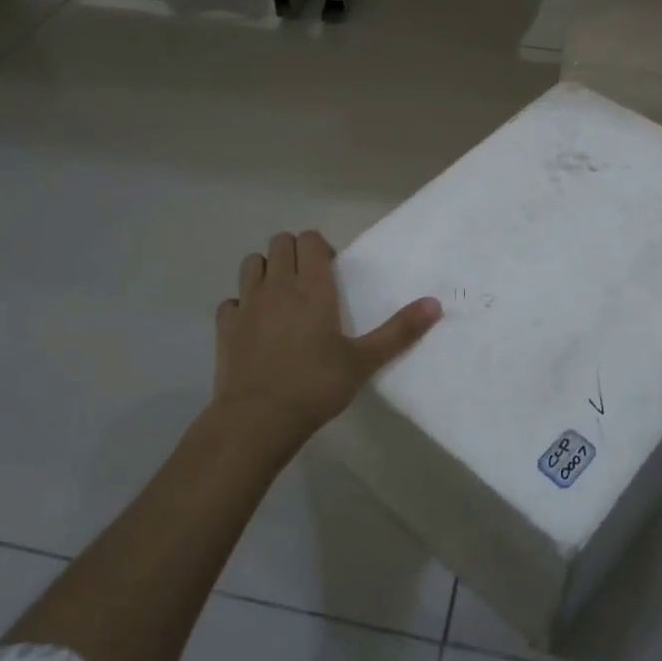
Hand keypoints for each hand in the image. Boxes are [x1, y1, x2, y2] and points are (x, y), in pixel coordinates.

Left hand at [214, 230, 440, 449]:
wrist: (258, 420)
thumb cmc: (316, 386)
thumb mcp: (364, 360)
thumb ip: (399, 331)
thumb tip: (435, 303)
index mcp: (313, 288)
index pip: (310, 240)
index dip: (320, 247)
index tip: (331, 271)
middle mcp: (278, 286)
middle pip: (280, 243)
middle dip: (295, 252)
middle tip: (309, 281)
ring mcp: (247, 304)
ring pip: (252, 263)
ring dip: (266, 270)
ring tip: (281, 296)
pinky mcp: (225, 326)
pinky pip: (231, 300)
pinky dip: (242, 304)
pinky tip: (254, 324)